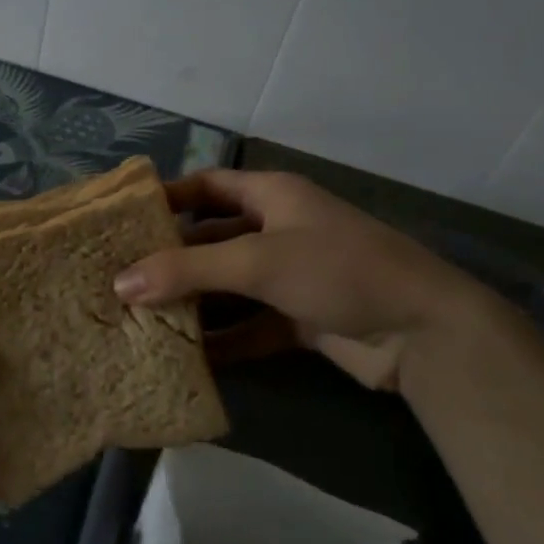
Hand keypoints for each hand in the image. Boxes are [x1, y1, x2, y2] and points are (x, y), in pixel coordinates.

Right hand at [113, 170, 494, 392]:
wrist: (423, 333)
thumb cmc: (338, 270)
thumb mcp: (258, 261)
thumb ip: (188, 271)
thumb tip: (120, 283)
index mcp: (273, 196)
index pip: (209, 186)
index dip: (169, 197)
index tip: (125, 219)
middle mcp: (278, 230)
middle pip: (213, 238)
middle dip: (172, 258)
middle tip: (122, 278)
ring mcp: (291, 276)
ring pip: (229, 285)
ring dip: (194, 302)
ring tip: (141, 320)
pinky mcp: (300, 318)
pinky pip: (249, 325)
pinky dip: (223, 339)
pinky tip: (187, 357)